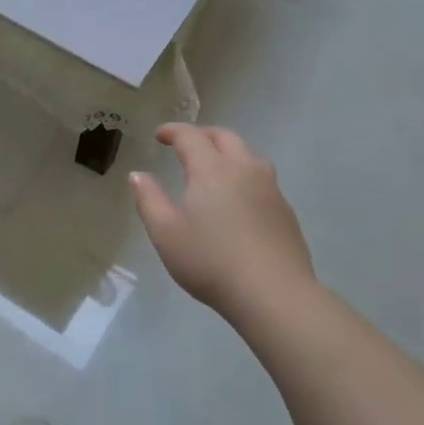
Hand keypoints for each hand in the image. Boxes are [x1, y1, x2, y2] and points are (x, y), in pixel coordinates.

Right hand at [130, 124, 316, 315]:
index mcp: (212, 170)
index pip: (191, 136)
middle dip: (202, 135)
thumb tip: (138, 175)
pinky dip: (244, 176)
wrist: (273, 293)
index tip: (159, 135)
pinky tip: (238, 199)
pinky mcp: (285, 211)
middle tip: (185, 144)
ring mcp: (270, 189)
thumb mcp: (165, 233)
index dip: (173, 131)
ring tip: (214, 167)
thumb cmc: (210, 261)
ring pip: (249, 156)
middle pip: (224, 137)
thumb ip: (149, 200)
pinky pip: (262, 179)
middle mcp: (244, 169)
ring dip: (228, 152)